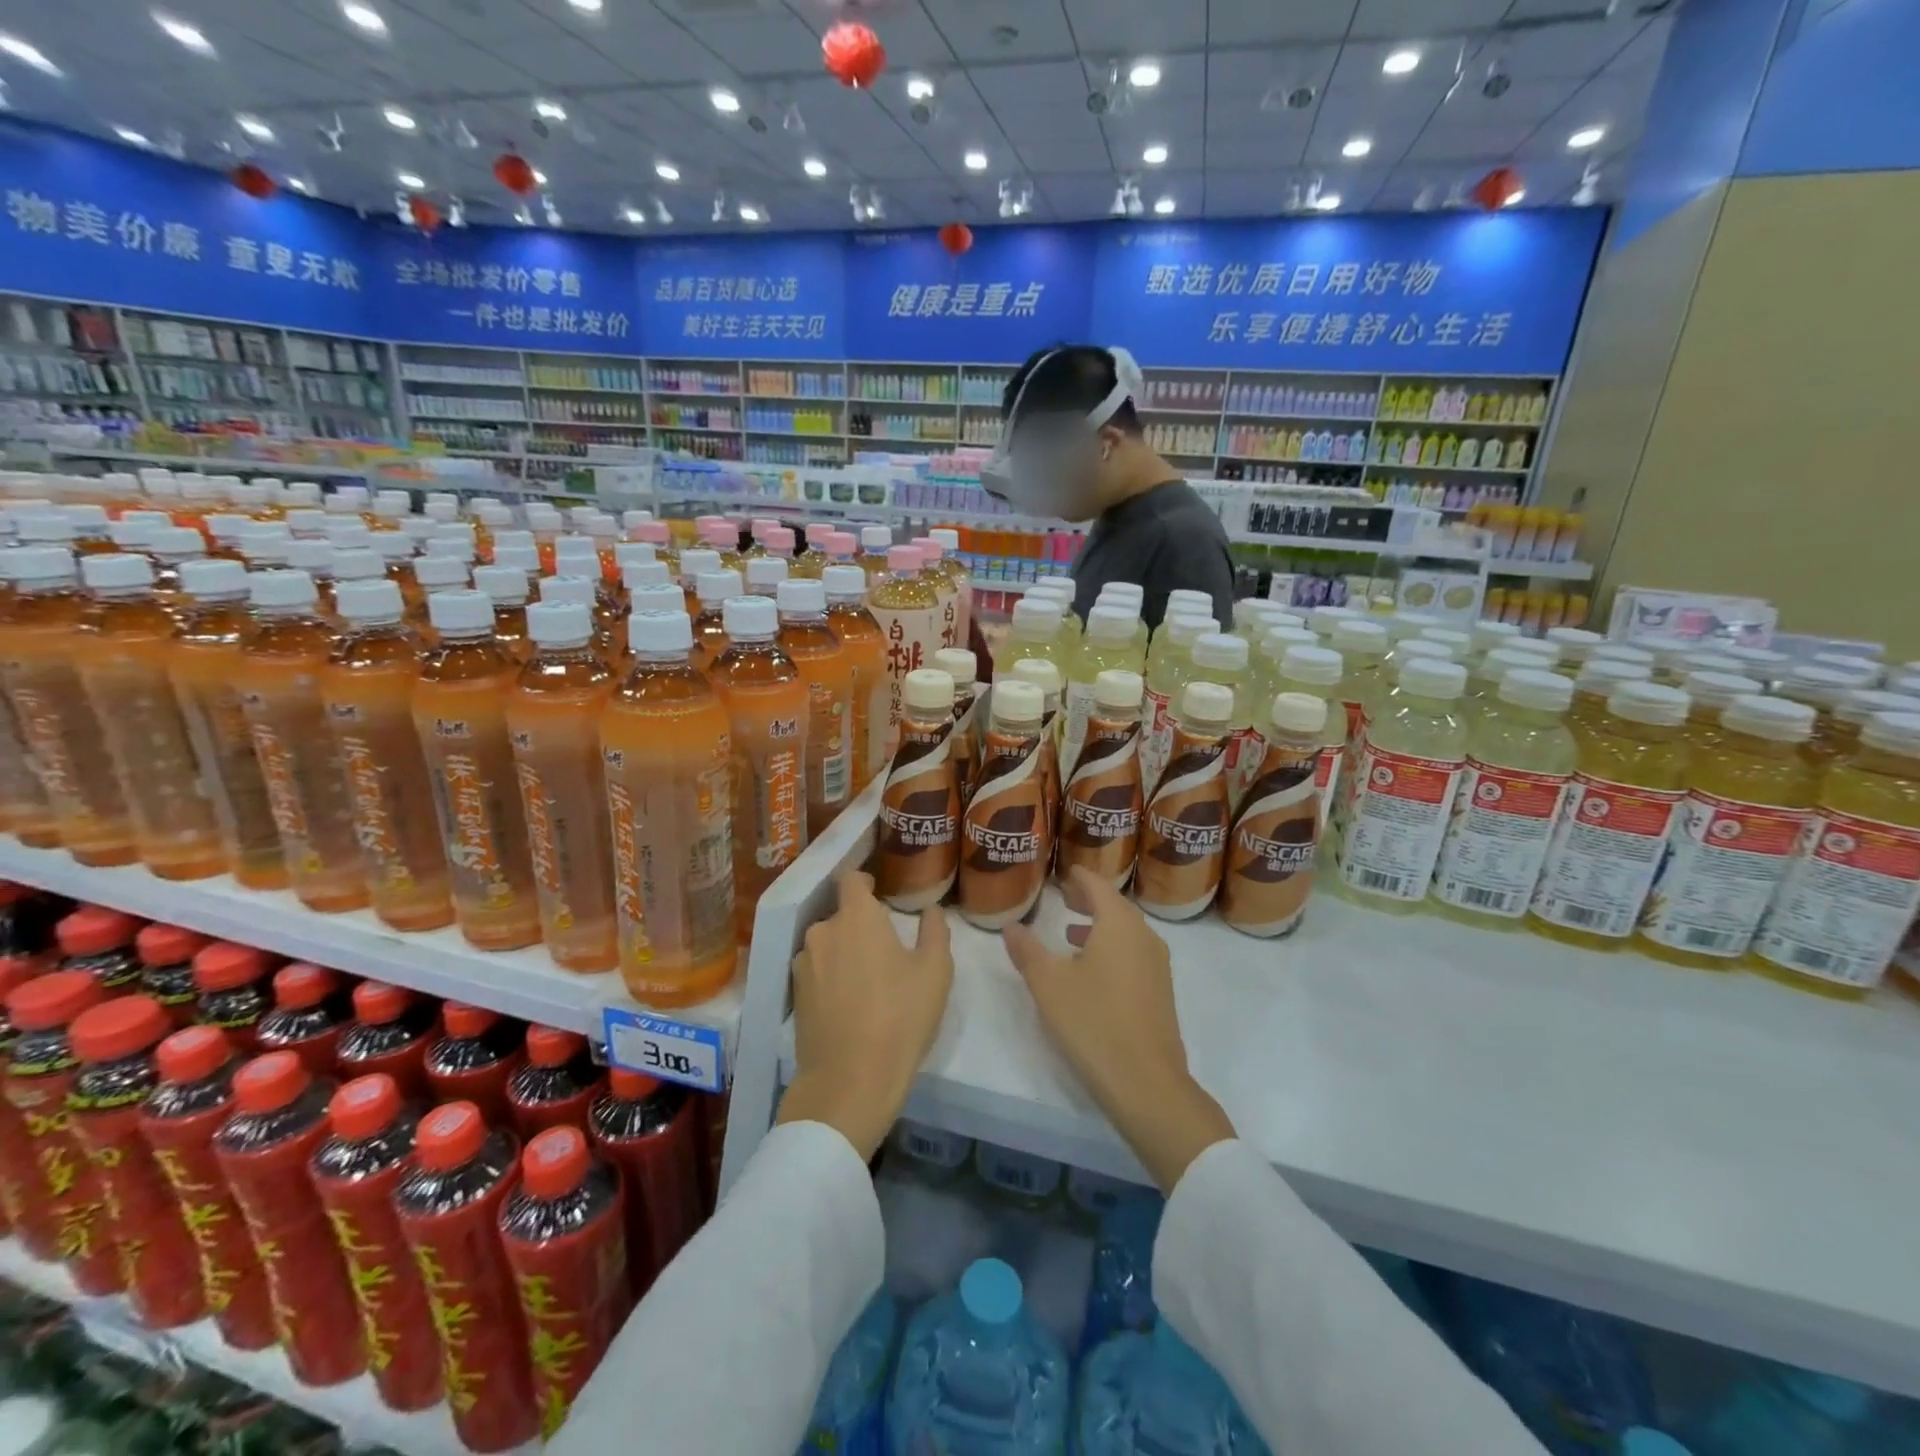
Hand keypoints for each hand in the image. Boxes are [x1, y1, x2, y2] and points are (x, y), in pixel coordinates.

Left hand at [777, 870, 952, 1159]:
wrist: (850, 1081)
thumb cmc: (900, 1017)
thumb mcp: (935, 972)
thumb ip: (934, 931)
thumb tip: (931, 910)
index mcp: (857, 917)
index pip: (851, 879)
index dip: (865, 881)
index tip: (880, 892)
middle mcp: (823, 931)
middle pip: (841, 915)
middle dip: (860, 924)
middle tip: (885, 948)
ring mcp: (803, 964)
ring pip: (827, 944)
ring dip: (844, 952)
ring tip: (867, 979)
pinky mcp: (794, 995)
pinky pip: (816, 971)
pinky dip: (831, 977)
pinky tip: (849, 1002)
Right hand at [1005, 866, 1234, 1192]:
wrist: (1146, 1082)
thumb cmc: (1093, 1022)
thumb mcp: (1048, 983)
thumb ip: (1027, 950)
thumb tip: (1011, 925)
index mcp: (1119, 924)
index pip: (1099, 886)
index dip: (1080, 876)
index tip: (1065, 870)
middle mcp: (1144, 936)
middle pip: (1116, 906)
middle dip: (1089, 899)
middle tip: (1065, 895)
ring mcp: (1157, 965)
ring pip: (1126, 931)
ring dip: (1100, 925)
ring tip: (1071, 929)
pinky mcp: (1160, 991)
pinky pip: (1133, 953)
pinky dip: (1111, 947)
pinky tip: (1092, 969)